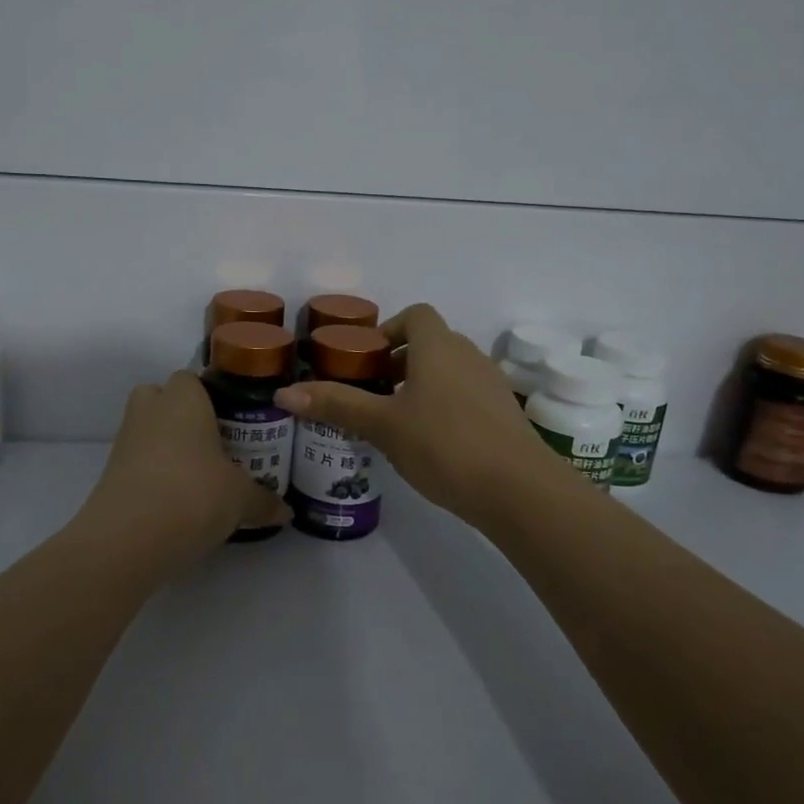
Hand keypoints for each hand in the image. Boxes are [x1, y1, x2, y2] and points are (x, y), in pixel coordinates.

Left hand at [84, 370, 290, 562]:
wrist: (128, 538)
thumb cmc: (193, 494)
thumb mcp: (241, 498)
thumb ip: (264, 500)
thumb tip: (286, 511)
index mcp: (183, 399)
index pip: (192, 378)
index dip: (212, 395)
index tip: (234, 420)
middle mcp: (150, 410)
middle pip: (163, 398)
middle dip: (183, 416)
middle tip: (214, 442)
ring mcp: (125, 441)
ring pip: (149, 431)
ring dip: (169, 446)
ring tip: (200, 475)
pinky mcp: (111, 473)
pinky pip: (139, 461)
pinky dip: (155, 473)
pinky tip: (179, 499)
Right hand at [277, 304, 559, 526]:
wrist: (518, 489)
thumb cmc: (443, 444)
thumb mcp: (382, 425)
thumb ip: (336, 405)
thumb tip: (284, 392)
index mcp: (438, 346)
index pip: (415, 315)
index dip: (389, 329)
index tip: (367, 360)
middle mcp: (468, 355)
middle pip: (431, 343)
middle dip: (400, 362)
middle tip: (372, 393)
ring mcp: (491, 384)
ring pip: (450, 371)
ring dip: (422, 385)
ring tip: (396, 420)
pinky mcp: (504, 414)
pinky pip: (467, 396)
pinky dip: (445, 405)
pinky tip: (431, 443)